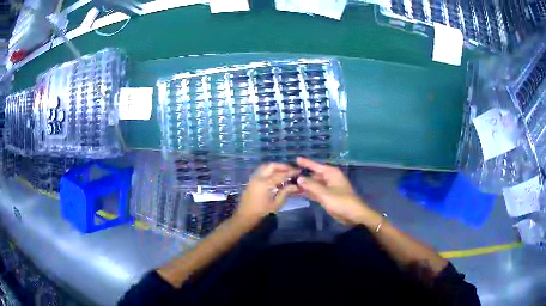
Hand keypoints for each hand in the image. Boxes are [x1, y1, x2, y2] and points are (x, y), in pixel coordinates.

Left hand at [235, 163, 298, 222]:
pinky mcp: (251, 180)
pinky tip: (275, 177)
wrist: (245, 216)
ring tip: (284, 172)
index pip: (281, 174)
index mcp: (265, 183)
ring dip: (275, 167)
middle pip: (272, 165)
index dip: (291, 172)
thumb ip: (285, 192)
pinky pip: (261, 171)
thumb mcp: (276, 204)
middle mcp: (258, 177)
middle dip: (282, 166)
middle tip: (291, 170)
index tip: (299, 171)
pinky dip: (269, 170)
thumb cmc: (261, 212)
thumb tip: (296, 185)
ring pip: (265, 166)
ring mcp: (253, 178)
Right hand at [296, 157, 370, 224]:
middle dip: (303, 176)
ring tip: (290, 183)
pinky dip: (309, 192)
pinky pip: (316, 192)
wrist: (354, 215)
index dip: (305, 163)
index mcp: (331, 173)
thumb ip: (311, 186)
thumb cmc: (342, 202)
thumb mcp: (325, 194)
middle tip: (288, 175)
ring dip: (305, 185)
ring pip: (314, 184)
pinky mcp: (328, 196)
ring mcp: (329, 188)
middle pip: (314, 175)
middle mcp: (330, 178)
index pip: (316, 166)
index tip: (295, 159)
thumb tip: (299, 178)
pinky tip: (299, 192)